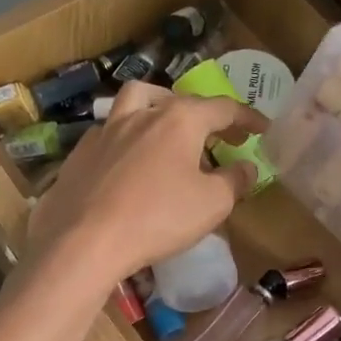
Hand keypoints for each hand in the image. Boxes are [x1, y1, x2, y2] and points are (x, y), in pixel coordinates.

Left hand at [25, 82, 265, 289]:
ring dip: (157, 107)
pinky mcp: (79, 154)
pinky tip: (127, 161)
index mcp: (179, 120)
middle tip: (215, 135)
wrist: (83, 241)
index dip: (246, 117)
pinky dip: (126, 138)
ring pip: (135, 102)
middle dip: (203, 114)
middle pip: (177, 100)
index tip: (261, 129)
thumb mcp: (211, 205)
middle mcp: (140, 115)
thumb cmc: (157, 219)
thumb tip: (247, 167)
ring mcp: (104, 131)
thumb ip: (234, 181)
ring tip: (166, 128)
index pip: (222, 108)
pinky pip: (108, 133)